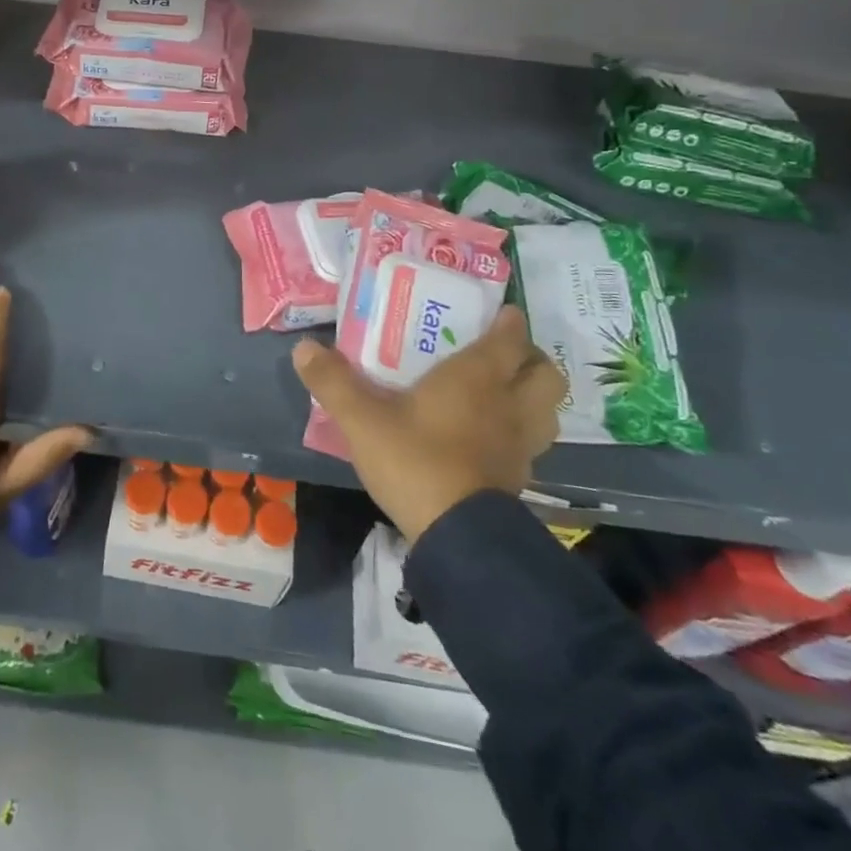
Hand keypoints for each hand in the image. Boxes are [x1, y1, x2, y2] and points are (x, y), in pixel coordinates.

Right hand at [293, 305, 563, 541]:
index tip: (498, 313)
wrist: (456, 536)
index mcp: (478, 377)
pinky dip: (522, 434)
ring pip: (548, 411)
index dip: (509, 322)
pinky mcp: (520, 479)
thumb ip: (333, 382)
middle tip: (502, 356)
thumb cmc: (415, 460)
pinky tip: (492, 439)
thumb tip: (303, 347)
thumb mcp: (362, 419)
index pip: (510, 337)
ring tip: (504, 395)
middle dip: (531, 358)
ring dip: (534, 397)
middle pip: (547, 373)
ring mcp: (521, 445)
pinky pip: (533, 445)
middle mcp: (509, 404)